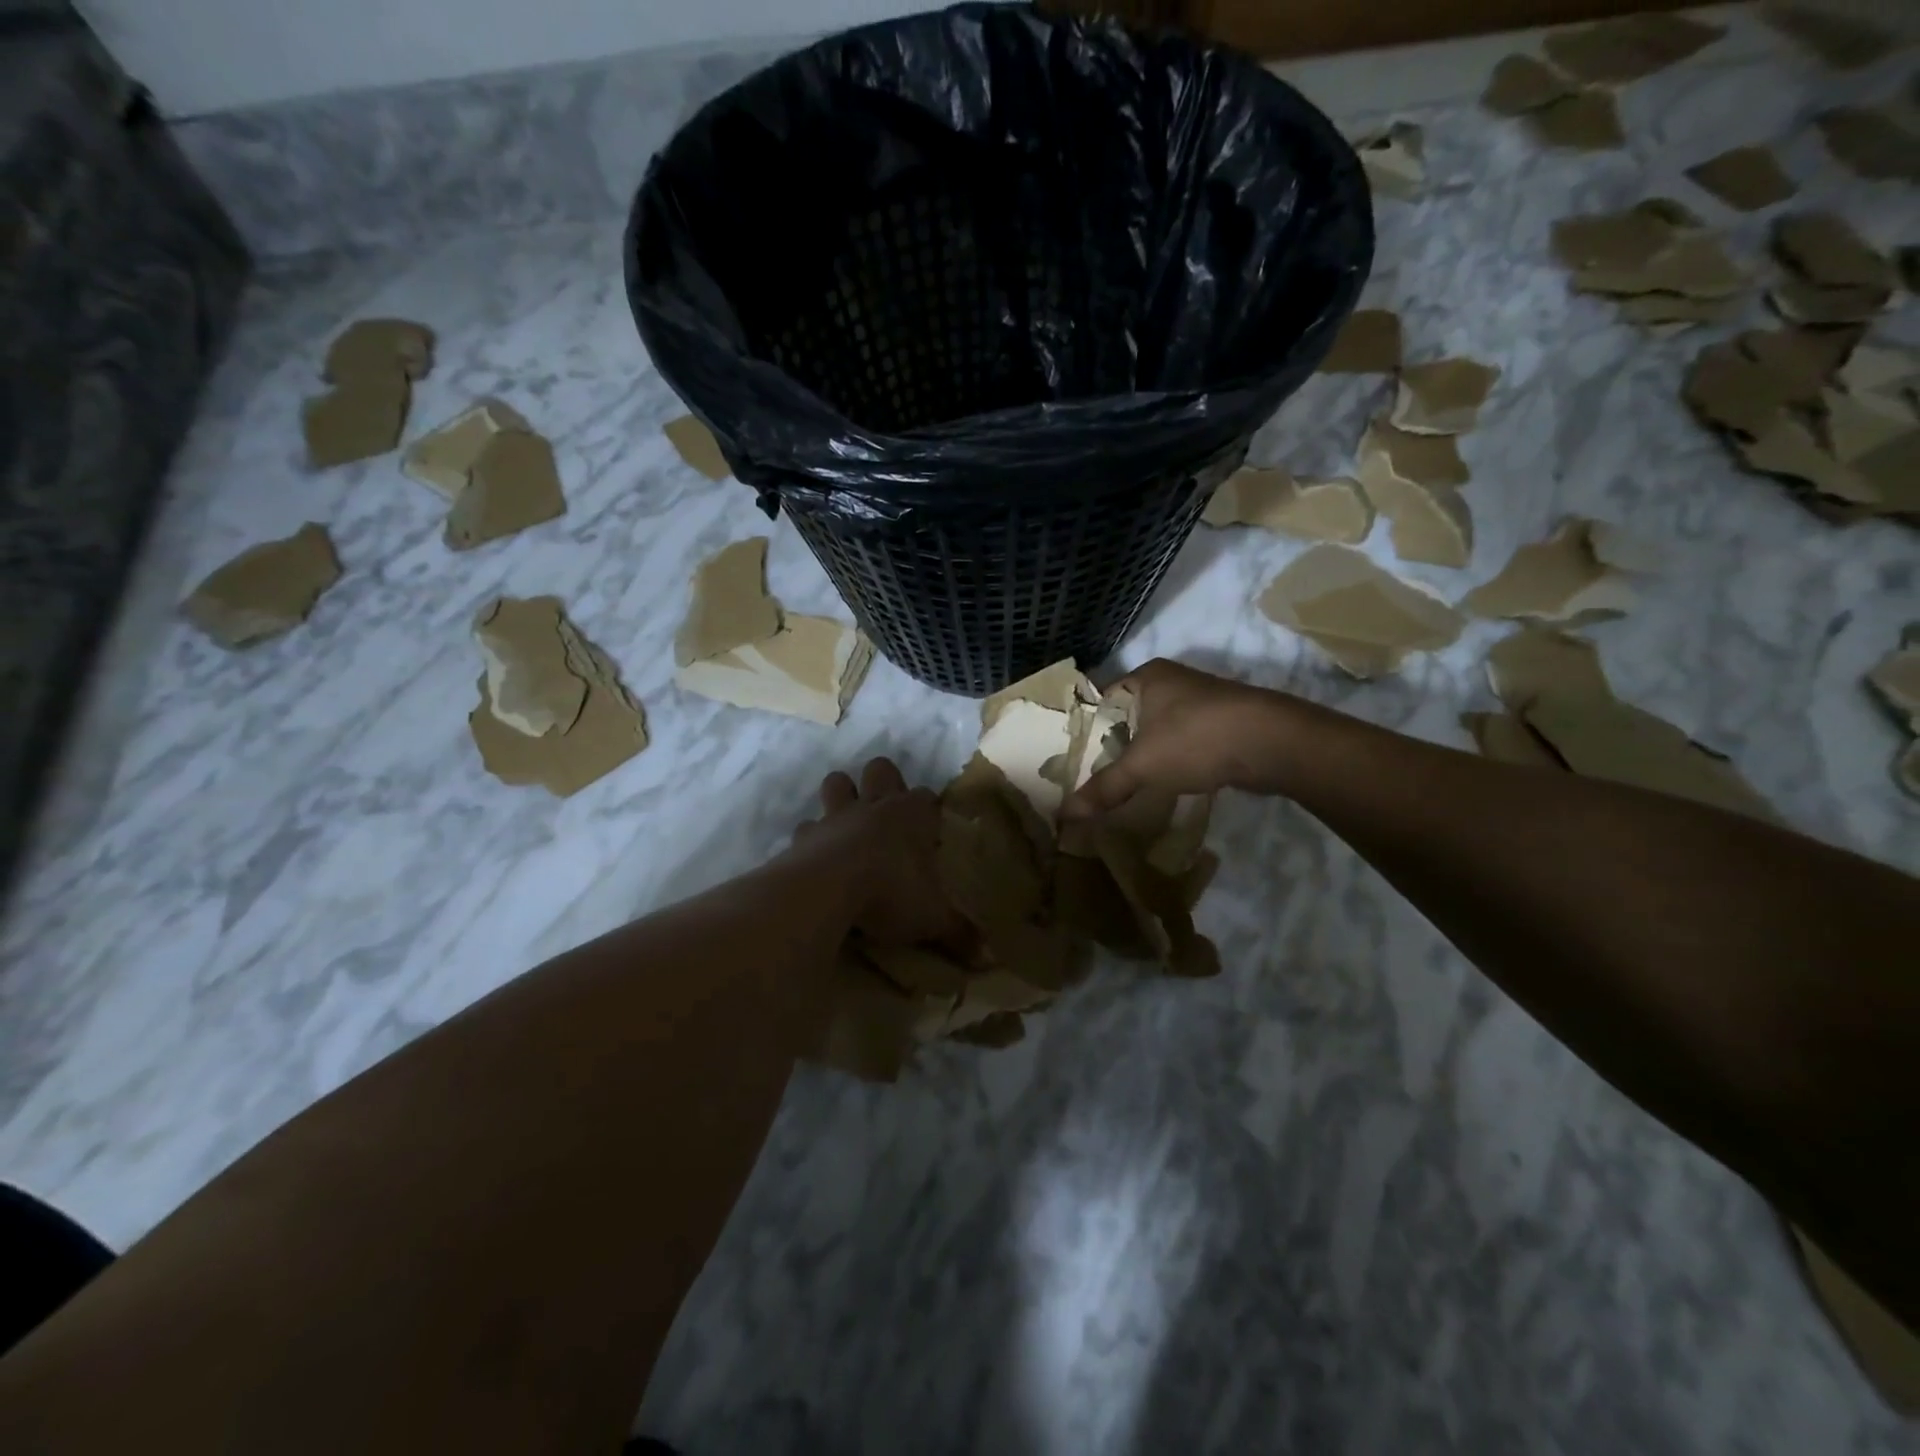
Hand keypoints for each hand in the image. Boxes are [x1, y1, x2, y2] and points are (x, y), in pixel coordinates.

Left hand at [793, 757, 966, 949]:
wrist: (828, 889)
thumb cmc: (891, 892)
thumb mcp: (933, 918)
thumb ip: (959, 934)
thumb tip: (988, 958)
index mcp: (913, 815)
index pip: (928, 797)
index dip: (929, 811)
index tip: (931, 834)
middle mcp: (876, 806)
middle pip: (881, 769)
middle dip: (884, 783)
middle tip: (888, 815)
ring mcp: (837, 816)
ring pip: (837, 782)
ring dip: (842, 795)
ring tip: (848, 824)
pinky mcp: (805, 834)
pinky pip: (807, 827)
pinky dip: (812, 839)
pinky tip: (817, 858)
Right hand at [1064, 659, 1298, 815]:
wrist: (1271, 742)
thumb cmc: (1196, 738)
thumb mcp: (1142, 765)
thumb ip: (1105, 787)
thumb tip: (1065, 813)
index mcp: (1147, 676)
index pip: (1102, 700)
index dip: (1085, 729)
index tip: (1069, 758)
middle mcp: (1172, 681)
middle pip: (1129, 716)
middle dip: (1113, 745)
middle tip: (1091, 777)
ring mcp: (1200, 702)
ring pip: (1157, 730)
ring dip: (1144, 755)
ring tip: (1121, 784)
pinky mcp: (1221, 724)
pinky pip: (1182, 742)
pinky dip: (1171, 760)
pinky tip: (1161, 784)